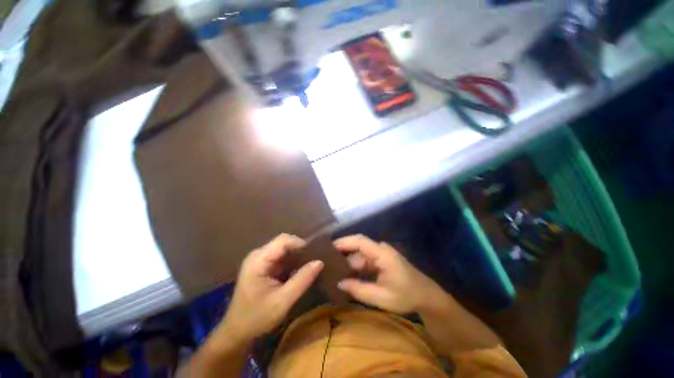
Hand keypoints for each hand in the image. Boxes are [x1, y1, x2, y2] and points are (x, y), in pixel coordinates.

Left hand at [220, 234, 323, 341]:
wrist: (237, 333)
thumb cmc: (257, 318)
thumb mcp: (283, 301)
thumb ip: (302, 280)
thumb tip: (320, 262)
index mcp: (259, 260)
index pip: (283, 240)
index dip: (301, 244)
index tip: (315, 254)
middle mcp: (259, 255)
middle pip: (284, 242)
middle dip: (300, 249)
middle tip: (315, 259)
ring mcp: (260, 260)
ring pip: (285, 249)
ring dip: (298, 255)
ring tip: (311, 263)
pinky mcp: (264, 266)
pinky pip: (282, 257)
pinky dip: (293, 262)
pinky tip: (301, 270)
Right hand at [334, 235, 442, 313]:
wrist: (426, 296)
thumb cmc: (407, 296)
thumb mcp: (382, 297)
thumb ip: (359, 289)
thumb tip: (339, 283)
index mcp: (382, 254)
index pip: (360, 241)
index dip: (343, 242)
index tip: (327, 248)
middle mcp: (380, 249)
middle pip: (357, 248)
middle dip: (342, 255)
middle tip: (326, 264)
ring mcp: (381, 254)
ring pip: (359, 255)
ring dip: (348, 263)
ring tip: (332, 272)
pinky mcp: (381, 259)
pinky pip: (364, 260)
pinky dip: (355, 267)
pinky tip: (346, 275)